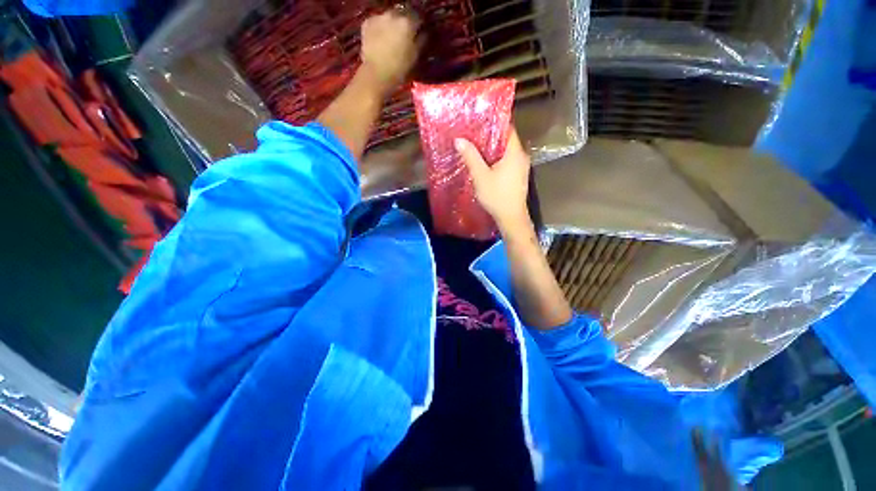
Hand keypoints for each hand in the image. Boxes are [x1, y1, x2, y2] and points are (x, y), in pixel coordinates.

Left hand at [360, 9, 420, 93]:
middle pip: (402, 13)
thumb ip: (421, 40)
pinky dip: (380, 27)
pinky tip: (381, 39)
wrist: (376, 74)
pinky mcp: (367, 22)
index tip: (419, 33)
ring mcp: (379, 17)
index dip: (419, 26)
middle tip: (405, 35)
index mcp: (408, 23)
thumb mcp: (415, 56)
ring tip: (392, 38)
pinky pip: (377, 21)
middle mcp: (393, 14)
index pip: (418, 17)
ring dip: (392, 24)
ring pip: (389, 16)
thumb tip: (424, 32)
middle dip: (405, 22)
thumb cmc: (399, 68)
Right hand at [455, 127, 532, 234]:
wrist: (511, 218)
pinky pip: (507, 161)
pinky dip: (496, 158)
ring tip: (475, 146)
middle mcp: (521, 156)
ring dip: (492, 148)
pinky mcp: (518, 176)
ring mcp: (521, 167)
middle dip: (490, 136)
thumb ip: (471, 157)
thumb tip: (459, 139)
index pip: (507, 128)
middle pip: (506, 139)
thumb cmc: (497, 196)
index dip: (493, 122)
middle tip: (472, 133)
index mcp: (515, 152)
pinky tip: (484, 162)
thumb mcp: (481, 176)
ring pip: (506, 151)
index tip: (478, 120)